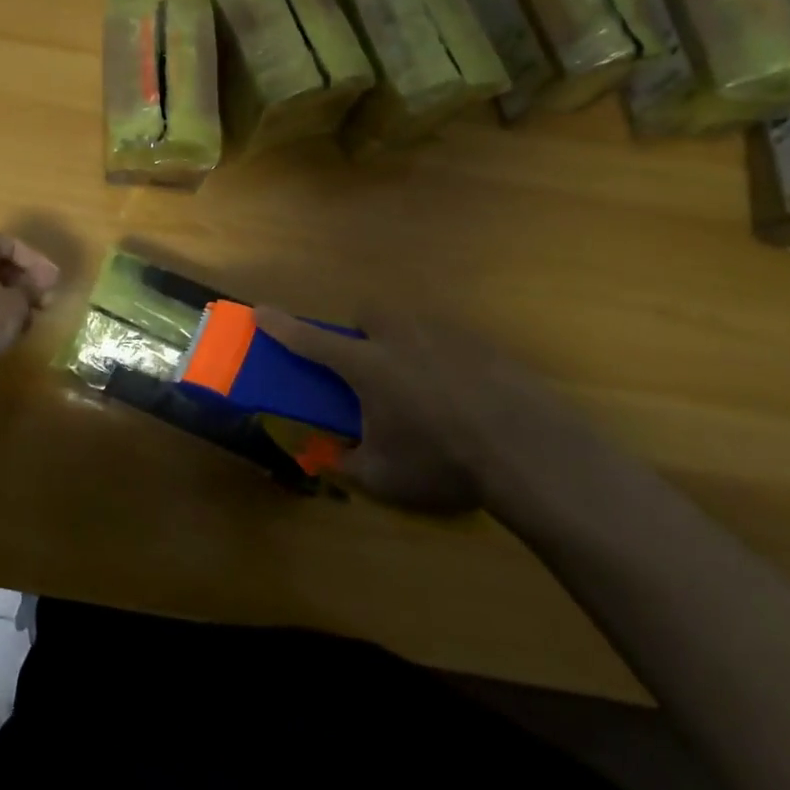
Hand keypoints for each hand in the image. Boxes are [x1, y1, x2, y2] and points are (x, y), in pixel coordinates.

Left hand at [0, 234, 60, 367]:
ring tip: (28, 319)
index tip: (53, 281)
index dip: (36, 261)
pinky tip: (4, 329)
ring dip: (8, 297)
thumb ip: (31, 289)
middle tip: (44, 300)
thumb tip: (36, 286)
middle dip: (23, 281)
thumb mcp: (16, 304)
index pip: (11, 244)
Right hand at [254, 307, 560, 513]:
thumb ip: (347, 465)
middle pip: (368, 315)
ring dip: (403, 345)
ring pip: (410, 325)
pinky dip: (444, 361)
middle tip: (372, 371)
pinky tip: (465, 399)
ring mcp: (444, 335)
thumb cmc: (443, 462)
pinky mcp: (481, 344)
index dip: (281, 326)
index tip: (259, 311)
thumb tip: (332, 457)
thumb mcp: (385, 478)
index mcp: (367, 365)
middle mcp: (400, 338)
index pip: (311, 340)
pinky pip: (449, 342)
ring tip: (424, 391)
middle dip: (361, 334)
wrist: (530, 452)